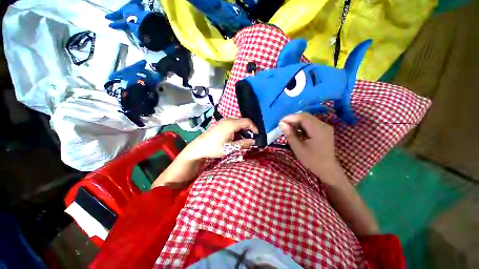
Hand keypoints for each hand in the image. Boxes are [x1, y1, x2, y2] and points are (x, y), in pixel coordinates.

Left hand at [182, 118, 258, 159]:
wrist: (199, 147)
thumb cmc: (214, 147)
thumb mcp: (230, 147)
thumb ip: (243, 143)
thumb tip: (254, 141)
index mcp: (231, 124)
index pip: (247, 121)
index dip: (254, 127)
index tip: (257, 135)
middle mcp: (228, 120)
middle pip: (243, 121)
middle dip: (249, 129)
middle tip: (252, 138)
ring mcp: (224, 121)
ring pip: (238, 123)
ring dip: (243, 130)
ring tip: (245, 139)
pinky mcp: (221, 123)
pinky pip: (233, 124)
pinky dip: (238, 129)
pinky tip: (237, 137)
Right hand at [279, 113, 341, 180]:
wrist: (328, 169)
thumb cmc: (312, 160)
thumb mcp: (298, 148)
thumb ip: (290, 135)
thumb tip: (281, 124)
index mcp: (318, 130)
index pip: (303, 117)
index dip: (290, 118)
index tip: (280, 122)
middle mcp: (323, 125)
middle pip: (306, 116)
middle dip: (293, 119)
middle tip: (283, 125)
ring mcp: (325, 127)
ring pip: (308, 119)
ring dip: (297, 122)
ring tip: (289, 129)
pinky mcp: (324, 129)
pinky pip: (311, 123)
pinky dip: (302, 125)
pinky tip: (297, 131)